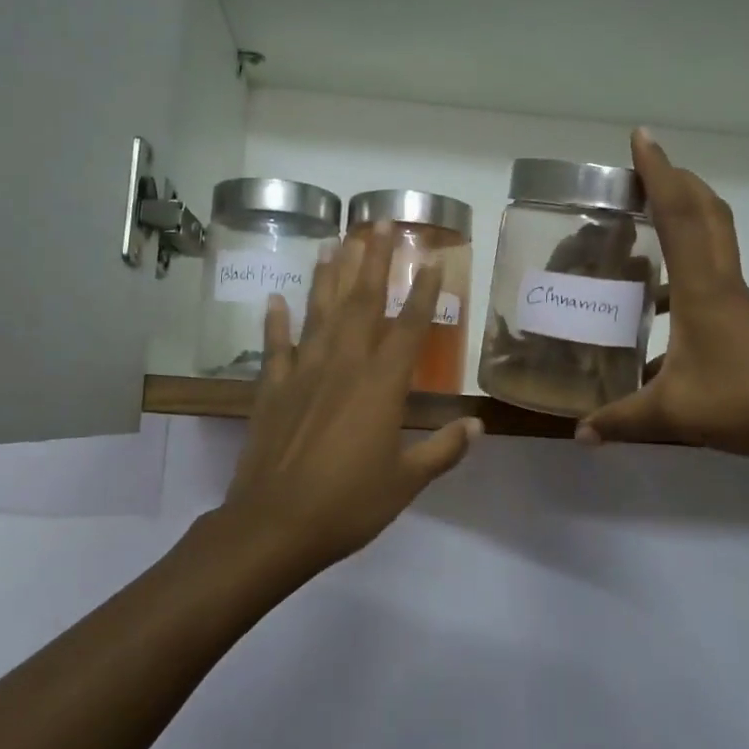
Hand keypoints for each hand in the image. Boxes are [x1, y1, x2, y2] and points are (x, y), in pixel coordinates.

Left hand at [221, 225, 480, 578]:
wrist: (275, 524)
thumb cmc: (349, 504)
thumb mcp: (405, 482)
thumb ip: (443, 450)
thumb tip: (476, 426)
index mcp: (381, 386)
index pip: (409, 327)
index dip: (421, 291)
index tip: (429, 258)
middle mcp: (343, 366)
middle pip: (361, 303)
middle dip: (372, 262)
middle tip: (378, 224)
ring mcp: (303, 373)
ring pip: (319, 313)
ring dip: (329, 277)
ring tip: (335, 243)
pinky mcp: (272, 389)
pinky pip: (275, 346)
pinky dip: (276, 322)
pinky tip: (276, 298)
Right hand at [577, 130, 748, 466]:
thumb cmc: (746, 404)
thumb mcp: (672, 415)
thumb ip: (620, 420)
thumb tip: (580, 434)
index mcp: (702, 289)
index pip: (679, 215)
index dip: (658, 174)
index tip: (641, 138)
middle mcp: (721, 283)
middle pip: (706, 212)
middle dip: (676, 180)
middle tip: (643, 168)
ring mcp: (736, 302)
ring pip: (713, 240)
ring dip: (685, 217)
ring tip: (645, 223)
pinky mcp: (742, 321)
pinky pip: (709, 276)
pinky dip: (684, 270)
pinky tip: (657, 308)